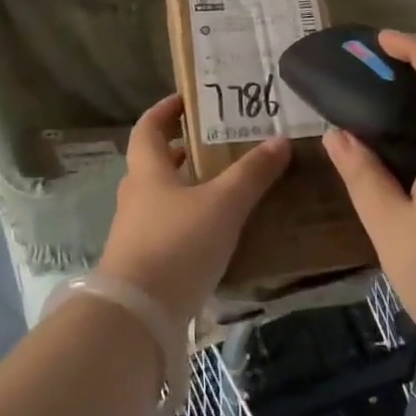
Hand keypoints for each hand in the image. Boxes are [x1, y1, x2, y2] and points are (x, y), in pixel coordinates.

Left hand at [98, 95, 291, 323]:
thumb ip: (251, 173)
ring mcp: (135, 231)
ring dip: (184, 186)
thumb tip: (280, 140)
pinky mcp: (142, 263)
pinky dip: (187, 219)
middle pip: (153, 162)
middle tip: (214, 143)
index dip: (165, 109)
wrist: (137, 316)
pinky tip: (213, 232)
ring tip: (221, 185)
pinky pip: (165, 227)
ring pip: (159, 196)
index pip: (148, 127)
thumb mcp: (223, 204)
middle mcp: (136, 196)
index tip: (187, 99)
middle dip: (180, 149)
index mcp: (147, 171)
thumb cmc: (177, 244)